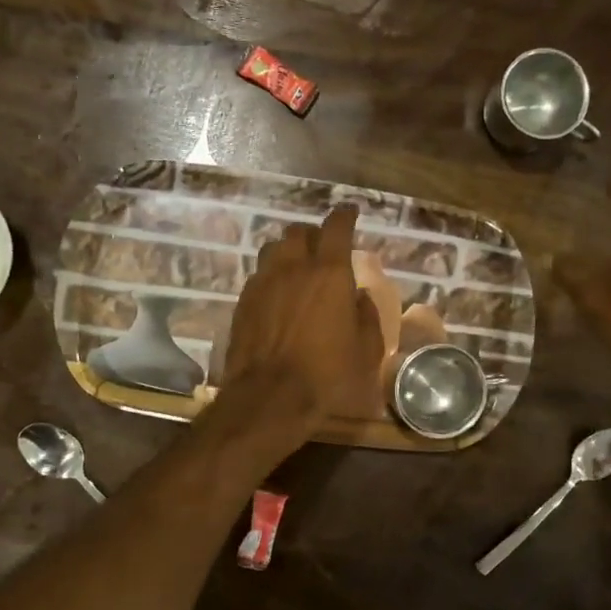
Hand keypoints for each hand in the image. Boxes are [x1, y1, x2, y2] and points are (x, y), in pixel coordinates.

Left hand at [221, 205, 383, 442]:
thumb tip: (360, 296)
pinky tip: (277, 295)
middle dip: (313, 234)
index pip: (336, 228)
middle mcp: (294, 268)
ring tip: (296, 268)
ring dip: (288, 252)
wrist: (271, 397)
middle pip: (299, 232)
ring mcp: (263, 283)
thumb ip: (367, 315)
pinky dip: (271, 276)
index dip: (344, 216)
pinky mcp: (243, 302)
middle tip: (323, 248)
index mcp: (330, 273)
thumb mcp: (367, 350)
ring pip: (273, 249)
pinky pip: (258, 276)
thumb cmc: (329, 375)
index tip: (350, 212)